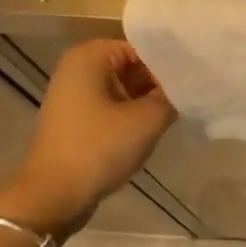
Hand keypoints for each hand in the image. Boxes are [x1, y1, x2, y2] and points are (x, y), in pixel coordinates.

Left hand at [0, 40, 176, 238]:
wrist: (52, 197)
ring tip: (176, 113)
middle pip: (133, 67)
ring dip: (147, 102)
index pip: (145, 49)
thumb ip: (172, 96)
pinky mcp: (75, 119)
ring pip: (125, 89)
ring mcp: (74, 95)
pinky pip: (112, 107)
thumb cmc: (99, 148)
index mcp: (91, 55)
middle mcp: (78, 67)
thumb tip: (186, 87)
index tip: (193, 83)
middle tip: (189, 99)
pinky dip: (131, 116)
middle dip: (159, 84)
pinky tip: (153, 129)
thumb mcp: (148, 119)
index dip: (171, 65)